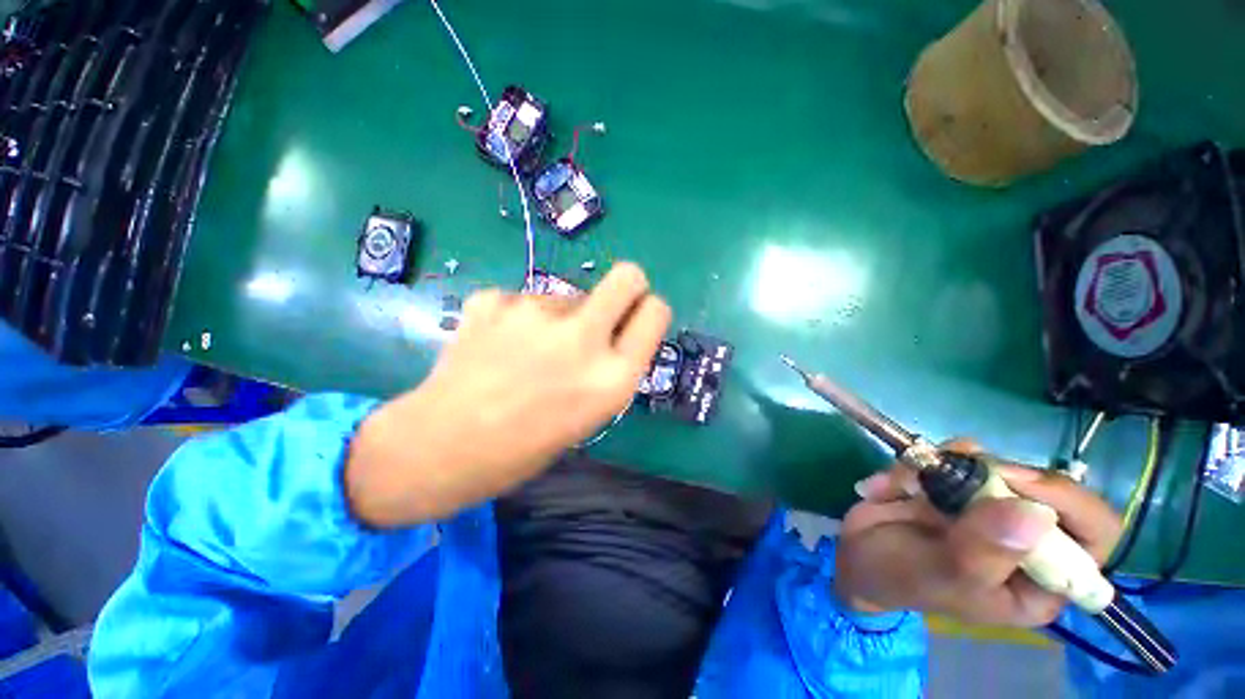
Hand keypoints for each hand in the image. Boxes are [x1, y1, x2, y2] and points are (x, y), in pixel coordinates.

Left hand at [347, 262, 671, 526]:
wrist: (439, 447)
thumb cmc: (523, 448)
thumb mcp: (590, 415)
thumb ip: (609, 366)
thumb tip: (613, 329)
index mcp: (613, 377)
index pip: (656, 312)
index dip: (648, 310)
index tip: (634, 319)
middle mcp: (583, 338)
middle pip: (628, 276)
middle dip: (627, 286)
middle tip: (604, 310)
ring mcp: (536, 313)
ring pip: (568, 295)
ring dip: (560, 316)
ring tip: (527, 352)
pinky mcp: (496, 300)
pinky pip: (524, 300)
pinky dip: (518, 318)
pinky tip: (497, 345)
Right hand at [834, 440, 1121, 626]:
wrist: (855, 555)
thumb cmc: (903, 579)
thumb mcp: (942, 576)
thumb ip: (984, 551)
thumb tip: (1033, 514)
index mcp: (1042, 578)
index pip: (1095, 534)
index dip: (1067, 502)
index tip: (1014, 482)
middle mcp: (1026, 537)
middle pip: (1039, 486)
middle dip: (988, 477)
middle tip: (945, 474)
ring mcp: (989, 506)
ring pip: (990, 463)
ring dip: (938, 469)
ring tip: (900, 489)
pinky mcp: (955, 484)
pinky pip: (949, 455)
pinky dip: (913, 464)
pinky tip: (888, 487)